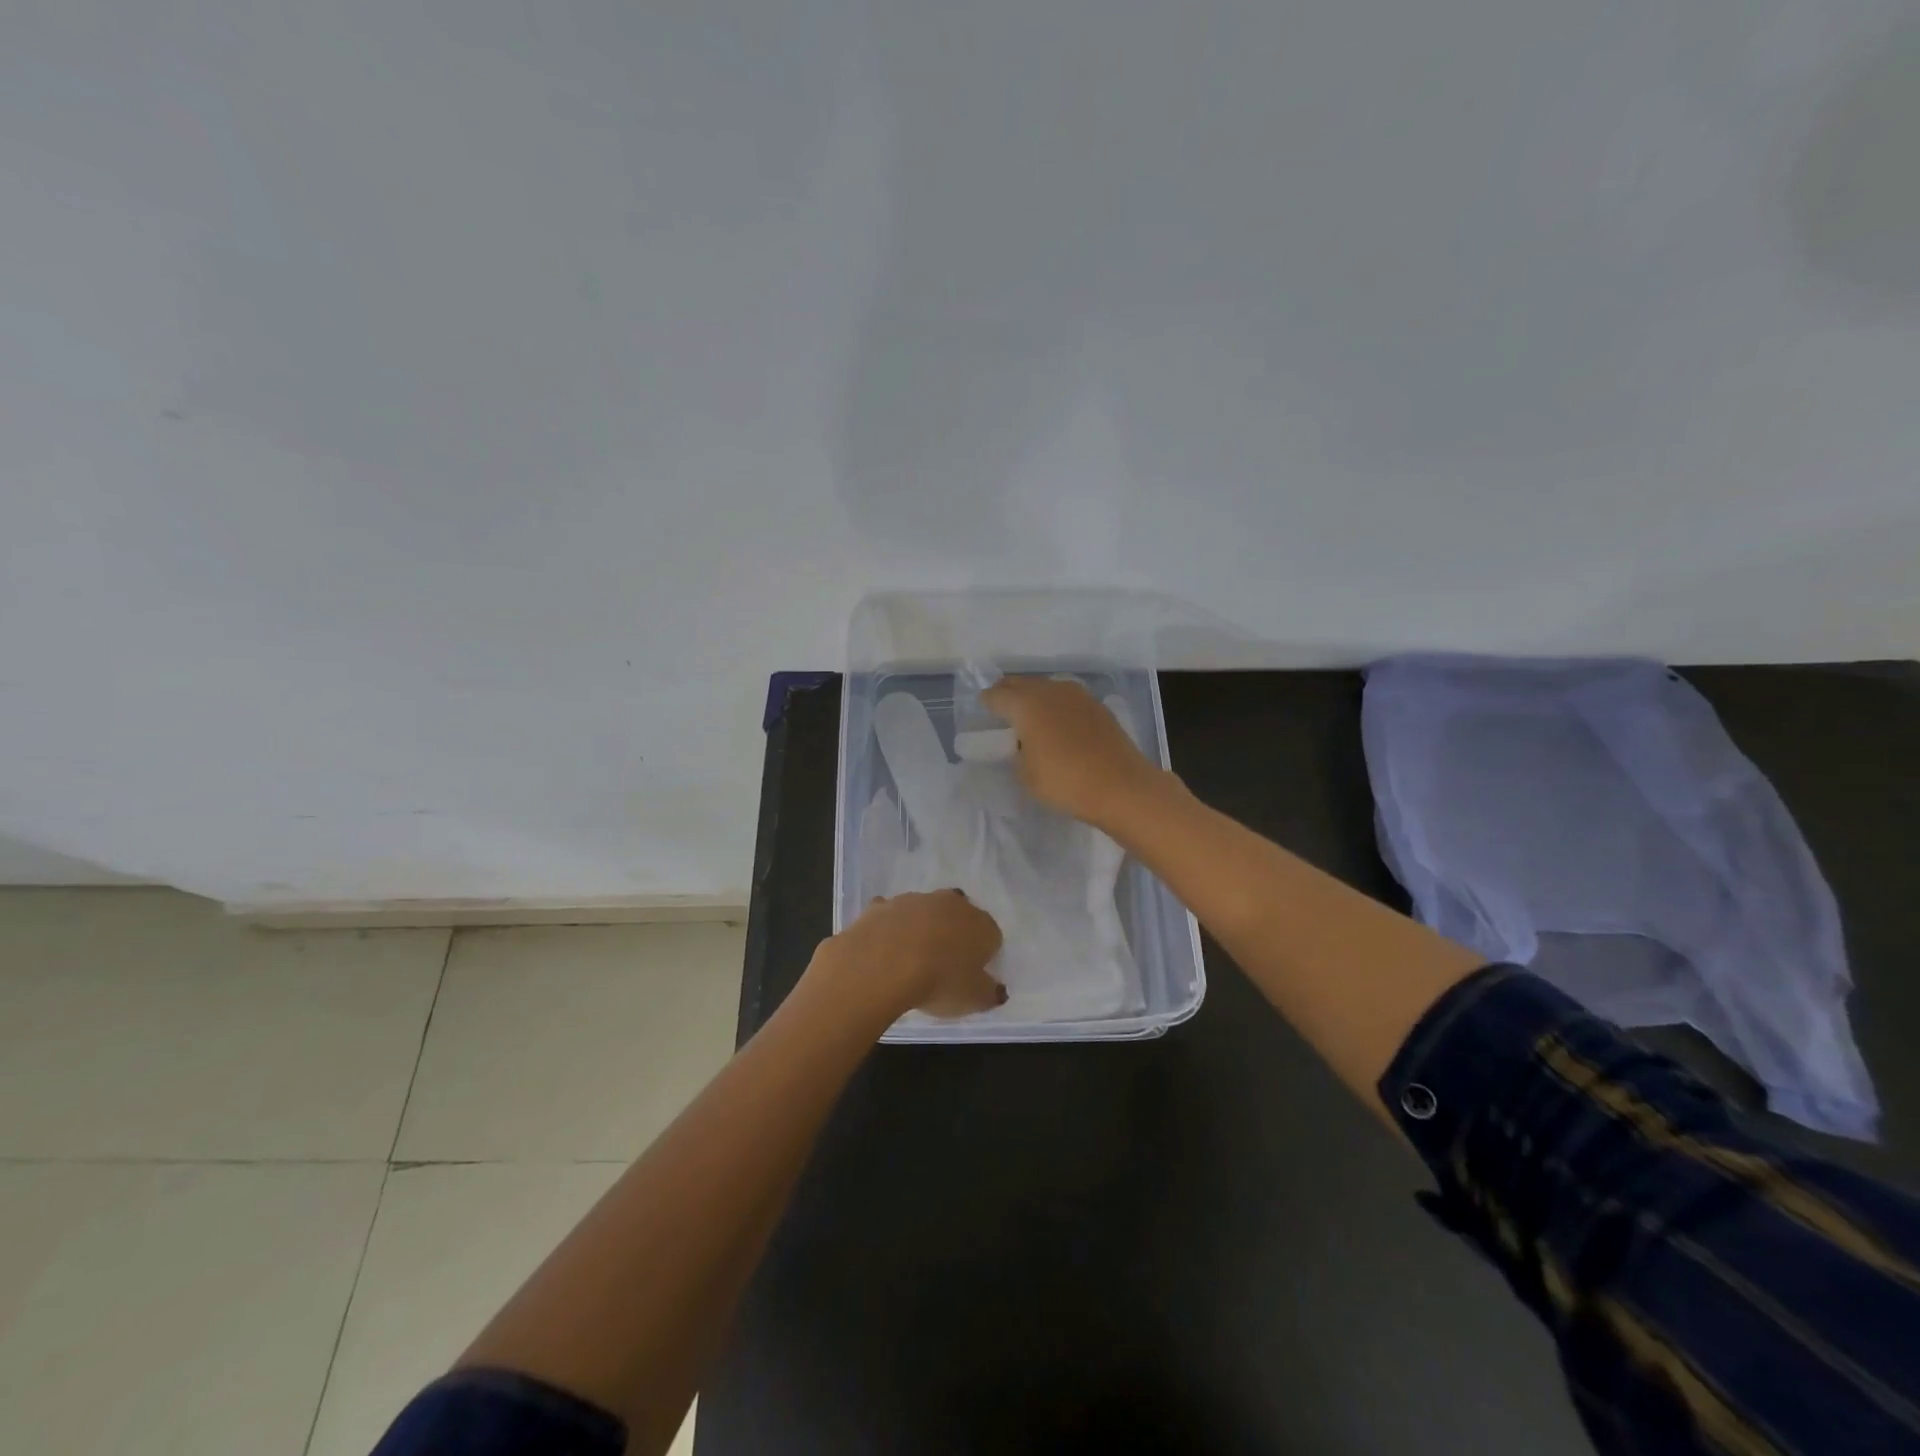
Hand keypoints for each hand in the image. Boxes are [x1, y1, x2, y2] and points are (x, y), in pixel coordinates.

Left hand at [812, 890, 1005, 1019]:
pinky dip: (891, 926)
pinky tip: (884, 946)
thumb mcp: (974, 999)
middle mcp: (952, 904)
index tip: (971, 975)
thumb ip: (990, 993)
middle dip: (955, 933)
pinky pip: (892, 914)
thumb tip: (997, 989)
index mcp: (981, 925)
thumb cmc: (940, 982)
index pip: (991, 936)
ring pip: (925, 911)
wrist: (884, 963)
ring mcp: (916, 900)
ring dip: (923, 927)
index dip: (983, 956)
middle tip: (944, 963)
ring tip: (912, 958)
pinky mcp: (884, 905)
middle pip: (960, 916)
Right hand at [981, 676, 1172, 829]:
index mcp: (1026, 704)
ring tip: (1030, 716)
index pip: (996, 695)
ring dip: (1034, 697)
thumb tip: (1024, 743)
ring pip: (1046, 687)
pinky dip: (1057, 706)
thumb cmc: (1065, 782)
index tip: (983, 709)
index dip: (987, 703)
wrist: (1121, 786)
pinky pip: (1067, 699)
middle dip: (1009, 693)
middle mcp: (1050, 690)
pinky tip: (1058, 724)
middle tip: (1002, 708)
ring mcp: (1077, 695)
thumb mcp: (1026, 775)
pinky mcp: (1097, 706)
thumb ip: (1017, 753)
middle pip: (1021, 683)